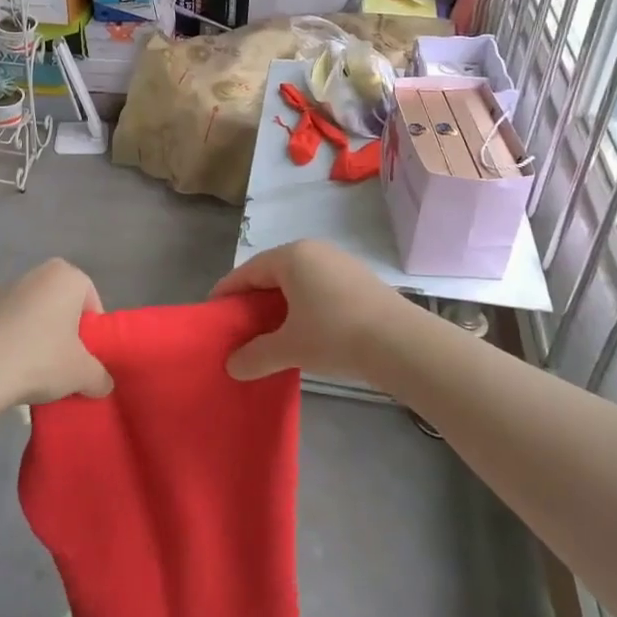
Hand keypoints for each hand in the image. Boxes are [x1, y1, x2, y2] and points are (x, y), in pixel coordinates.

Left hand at [0, 259, 112, 405]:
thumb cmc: (42, 359)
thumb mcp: (82, 374)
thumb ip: (100, 377)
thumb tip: (103, 384)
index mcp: (67, 276)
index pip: (91, 301)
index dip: (93, 331)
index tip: (88, 357)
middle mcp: (38, 273)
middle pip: (62, 304)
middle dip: (66, 330)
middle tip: (67, 362)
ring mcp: (6, 288)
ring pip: (35, 312)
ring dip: (39, 334)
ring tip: (37, 369)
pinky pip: (10, 323)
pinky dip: (15, 339)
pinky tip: (12, 366)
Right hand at [214, 240, 408, 384]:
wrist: (402, 343)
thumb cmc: (336, 335)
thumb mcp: (290, 347)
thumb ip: (256, 355)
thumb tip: (232, 366)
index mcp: (292, 256)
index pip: (248, 271)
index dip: (228, 292)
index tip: (214, 311)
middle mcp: (314, 250)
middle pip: (273, 273)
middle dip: (255, 299)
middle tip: (240, 326)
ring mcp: (340, 263)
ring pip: (298, 280)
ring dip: (281, 304)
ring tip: (271, 332)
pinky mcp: (360, 280)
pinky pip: (319, 287)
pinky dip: (305, 305)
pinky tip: (305, 330)